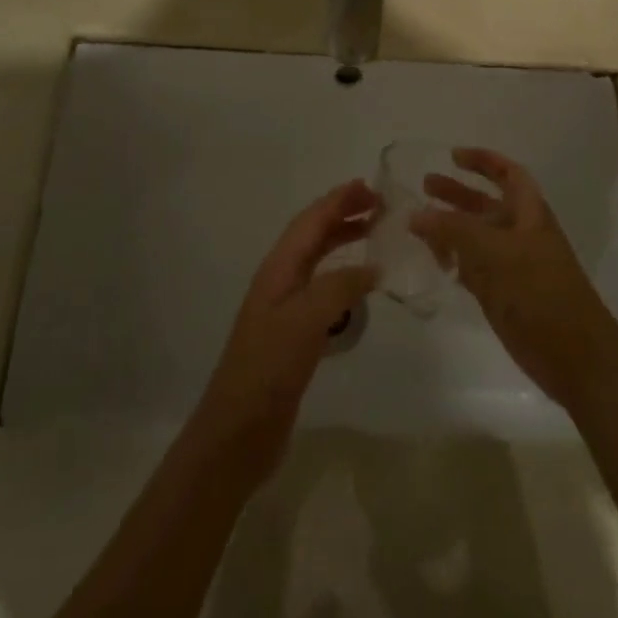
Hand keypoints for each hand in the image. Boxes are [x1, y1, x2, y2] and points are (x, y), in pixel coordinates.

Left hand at [190, 180, 378, 485]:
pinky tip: (359, 287)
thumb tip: (373, 266)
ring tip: (375, 236)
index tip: (369, 186)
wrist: (238, 431)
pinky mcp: (293, 335)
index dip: (337, 201)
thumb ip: (340, 286)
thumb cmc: (269, 368)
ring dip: (343, 242)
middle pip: (313, 236)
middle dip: (342, 215)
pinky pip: (322, 290)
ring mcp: (285, 308)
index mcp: (278, 269)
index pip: (310, 222)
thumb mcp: (306, 320)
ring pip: (318, 261)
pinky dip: (343, 277)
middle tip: (379, 207)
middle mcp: (280, 281)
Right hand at [410, 148, 617, 407]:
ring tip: (417, 224)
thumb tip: (416, 214)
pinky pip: (472, 267)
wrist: (575, 357)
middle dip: (457, 193)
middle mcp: (520, 234)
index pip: (508, 174)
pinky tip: (433, 260)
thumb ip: (454, 230)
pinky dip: (454, 260)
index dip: (484, 160)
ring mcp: (511, 266)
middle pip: (486, 204)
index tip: (452, 156)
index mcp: (529, 214)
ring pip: (476, 237)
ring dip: (450, 228)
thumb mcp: (495, 253)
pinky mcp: (503, 294)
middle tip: (424, 186)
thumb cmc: (540, 292)